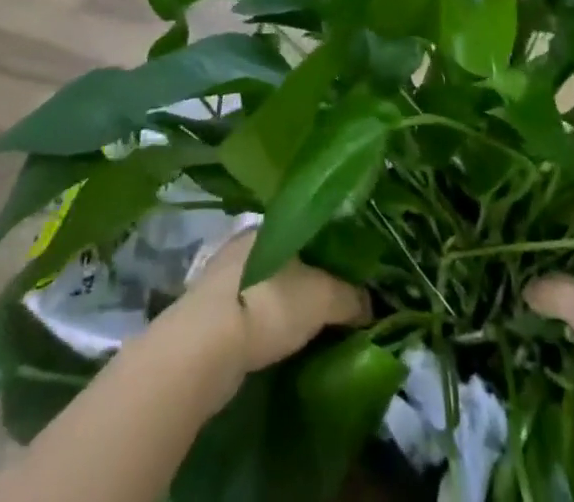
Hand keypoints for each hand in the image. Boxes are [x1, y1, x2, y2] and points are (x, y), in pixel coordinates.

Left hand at [169, 232, 368, 391]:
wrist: (204, 348)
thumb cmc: (268, 305)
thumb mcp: (323, 296)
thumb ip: (350, 296)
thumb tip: (370, 304)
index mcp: (270, 225)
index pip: (309, 229)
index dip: (332, 251)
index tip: (351, 273)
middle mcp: (245, 243)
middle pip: (288, 257)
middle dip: (309, 277)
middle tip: (335, 302)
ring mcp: (223, 277)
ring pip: (267, 284)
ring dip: (285, 302)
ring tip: (311, 324)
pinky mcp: (209, 312)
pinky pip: (250, 311)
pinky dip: (266, 323)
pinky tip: (279, 339)